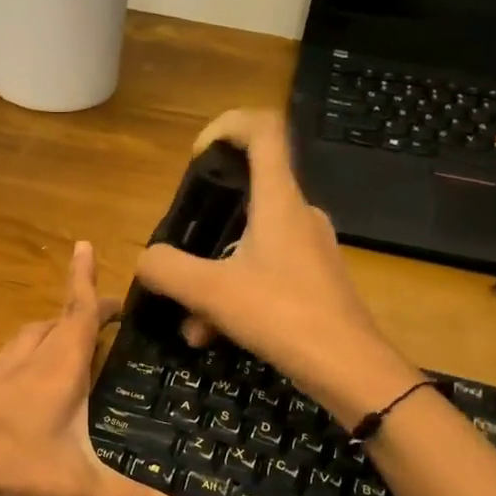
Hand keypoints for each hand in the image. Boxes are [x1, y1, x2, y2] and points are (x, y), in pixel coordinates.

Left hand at [0, 242, 186, 495]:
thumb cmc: (10, 460)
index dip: (84, 281)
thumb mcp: (76, 485)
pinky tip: (23, 380)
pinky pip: (7, 364)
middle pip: (53, 323)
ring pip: (25, 340)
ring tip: (63, 336)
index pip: (78, 312)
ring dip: (46, 331)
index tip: (83, 246)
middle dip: (76, 311)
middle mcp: (28, 362)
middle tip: (99, 313)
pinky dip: (23, 359)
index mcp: (58, 367)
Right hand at [135, 109, 420, 420]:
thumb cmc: (283, 316)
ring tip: (192, 323)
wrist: (350, 369)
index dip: (226, 126)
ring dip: (213, 278)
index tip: (196, 156)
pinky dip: (235, 297)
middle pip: (248, 195)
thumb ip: (169, 270)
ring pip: (249, 245)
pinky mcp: (315, 281)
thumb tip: (146, 261)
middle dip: (204, 228)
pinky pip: (265, 274)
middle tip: (180, 258)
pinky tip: (214, 337)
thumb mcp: (212, 293)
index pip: (263, 130)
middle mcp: (299, 215)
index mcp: (280, 201)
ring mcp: (310, 249)